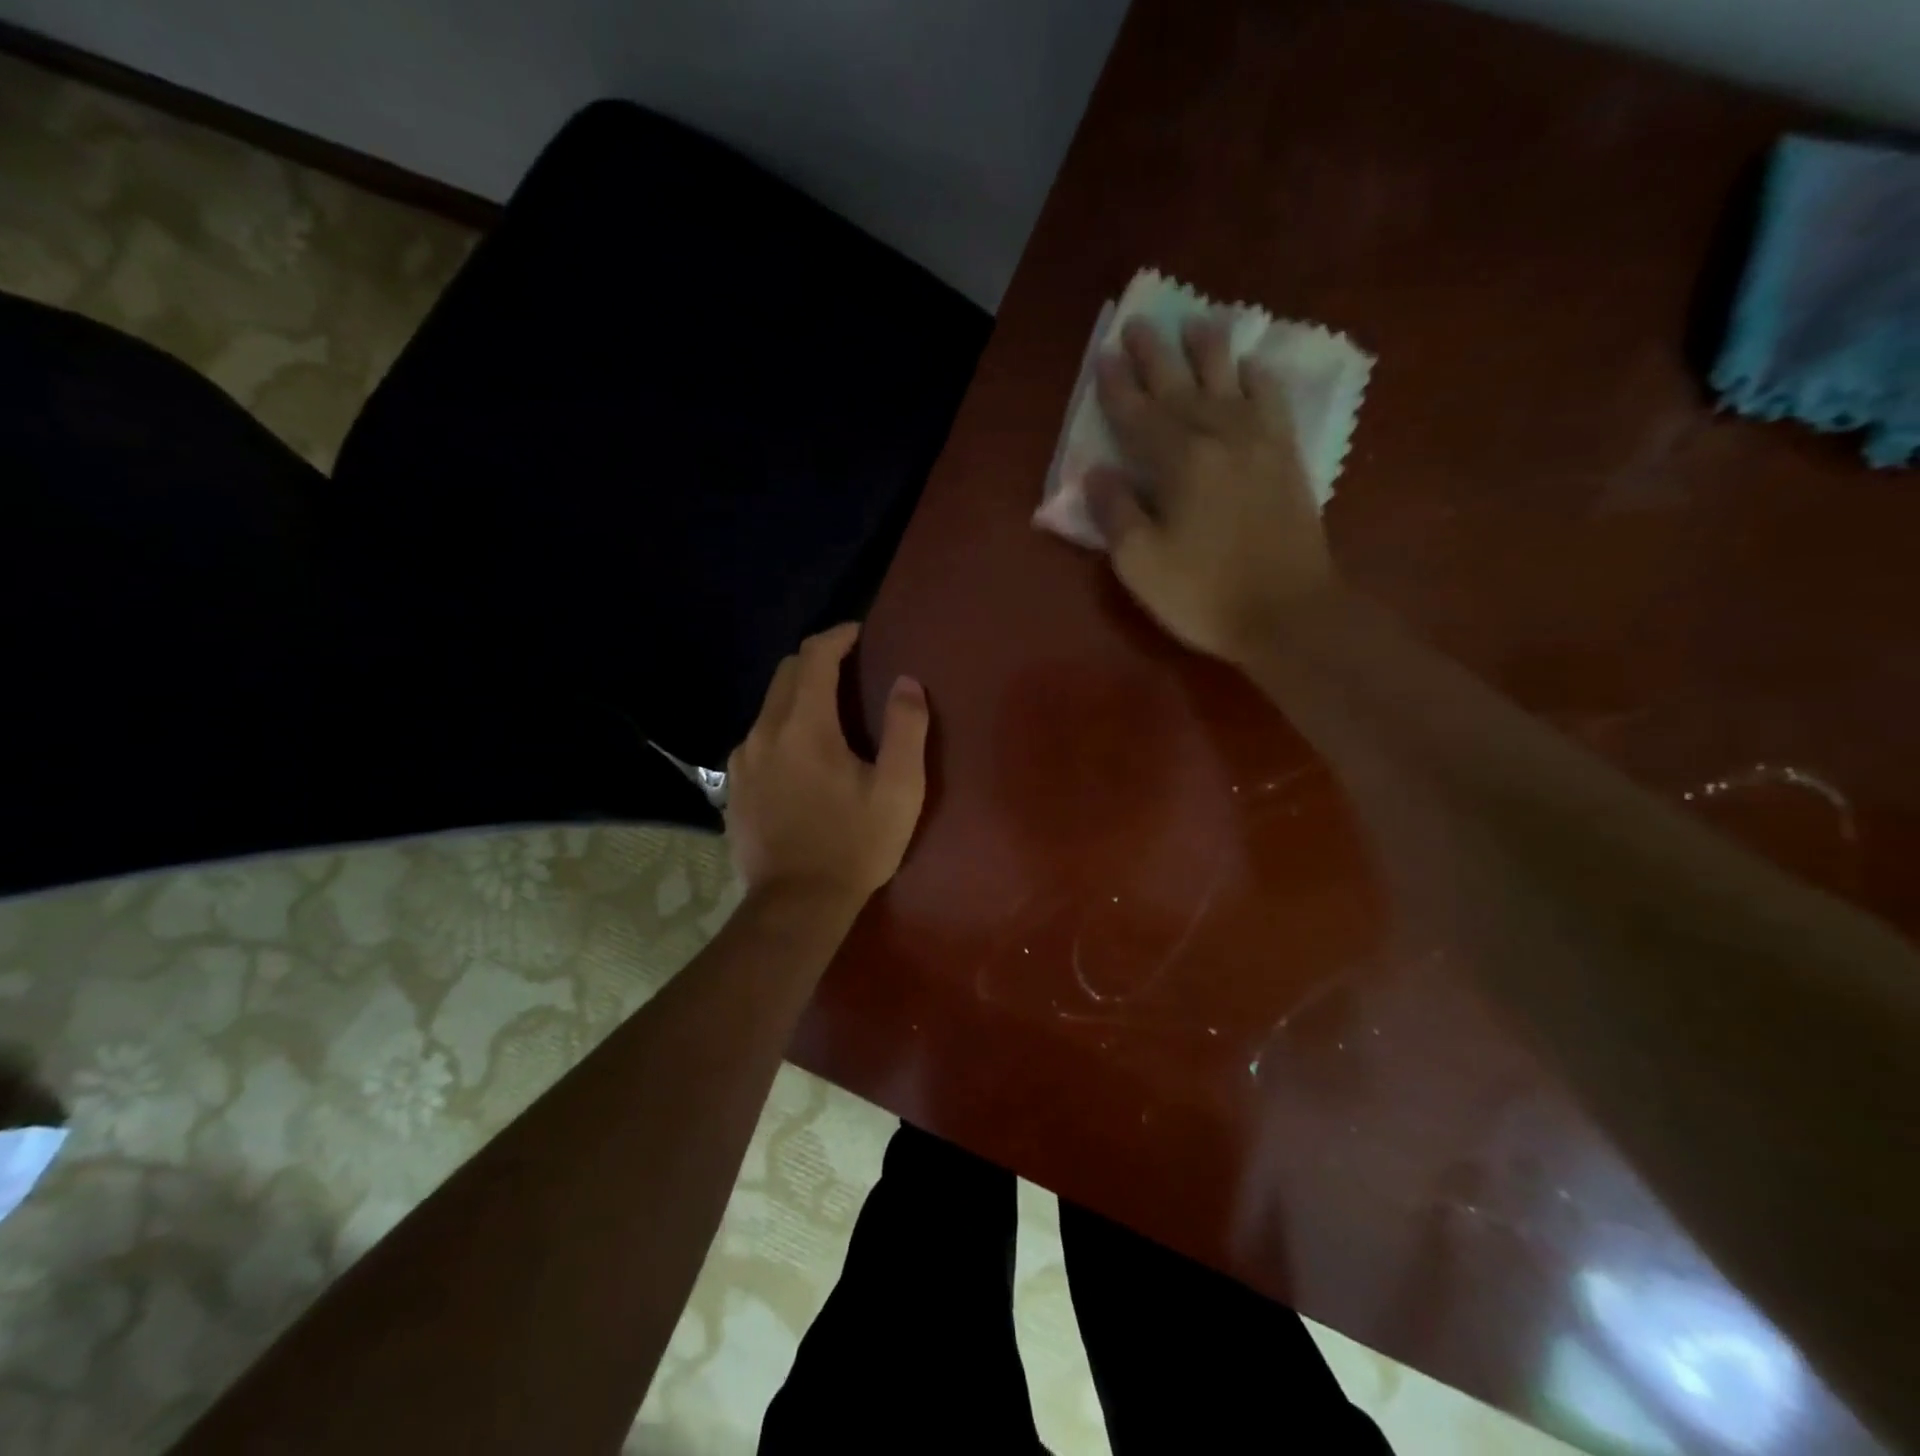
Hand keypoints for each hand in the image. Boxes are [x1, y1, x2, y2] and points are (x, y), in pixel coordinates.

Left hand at [725, 623, 929, 911]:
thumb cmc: (854, 845)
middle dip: (818, 661)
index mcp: (804, 726)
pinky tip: (802, 757)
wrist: (795, 906)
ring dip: (799, 696)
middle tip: (851, 671)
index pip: (814, 656)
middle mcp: (764, 732)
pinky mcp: (733, 787)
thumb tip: (906, 682)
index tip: (860, 634)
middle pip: (786, 674)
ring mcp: (742, 761)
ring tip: (830, 715)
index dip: (838, 636)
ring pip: (769, 706)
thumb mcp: (898, 790)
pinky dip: (782, 728)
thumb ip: (905, 728)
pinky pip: (758, 738)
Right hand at [1086, 314, 1336, 662]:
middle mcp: (1219, 437)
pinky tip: (1252, 367)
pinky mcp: (1288, 457)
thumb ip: (1116, 512)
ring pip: (1230, 382)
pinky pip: (1272, 402)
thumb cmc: (1204, 594)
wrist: (1288, 614)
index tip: (1104, 357)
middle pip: (1181, 387)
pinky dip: (1259, 378)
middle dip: (1155, 356)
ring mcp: (1260, 443)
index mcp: (1179, 462)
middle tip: (1139, 324)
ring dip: (1209, 351)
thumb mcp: (1140, 564)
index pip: (1138, 415)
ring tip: (1197, 324)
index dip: (1117, 388)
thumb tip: (1099, 472)